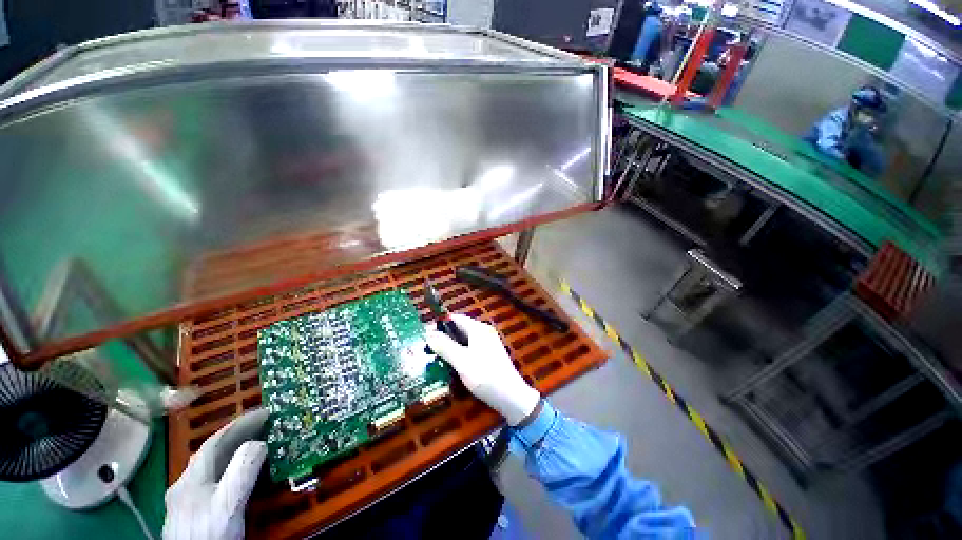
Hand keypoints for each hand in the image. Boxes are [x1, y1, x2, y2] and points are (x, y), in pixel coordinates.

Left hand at [163, 408, 267, 539]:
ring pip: (210, 467)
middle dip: (239, 434)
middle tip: (266, 425)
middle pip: (212, 452)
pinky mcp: (191, 513)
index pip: (216, 441)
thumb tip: (260, 442)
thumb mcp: (229, 504)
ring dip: (234, 452)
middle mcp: (184, 484)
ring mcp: (185, 500)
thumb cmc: (210, 534)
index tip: (266, 412)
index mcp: (191, 478)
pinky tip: (237, 475)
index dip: (241, 423)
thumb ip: (242, 471)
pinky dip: (228, 469)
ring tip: (257, 444)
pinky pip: (211, 481)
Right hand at [425, 314, 539, 424]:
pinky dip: (460, 353)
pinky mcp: (489, 354)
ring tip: (436, 357)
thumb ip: (445, 347)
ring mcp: (488, 343)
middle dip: (444, 337)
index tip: (425, 335)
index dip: (440, 324)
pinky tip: (452, 364)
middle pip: (460, 329)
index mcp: (478, 329)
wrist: (511, 396)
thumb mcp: (461, 361)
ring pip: (464, 340)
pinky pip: (471, 348)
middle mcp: (484, 332)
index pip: (456, 318)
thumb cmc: (485, 376)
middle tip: (428, 348)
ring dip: (451, 346)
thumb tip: (428, 334)